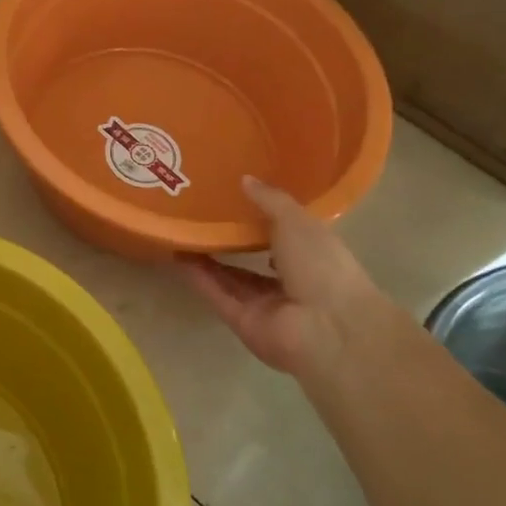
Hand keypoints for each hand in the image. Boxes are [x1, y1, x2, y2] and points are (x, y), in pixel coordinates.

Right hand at [181, 176, 379, 381]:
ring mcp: (265, 304)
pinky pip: (217, 295)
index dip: (260, 218)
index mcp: (311, 254)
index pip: (283, 235)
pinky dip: (199, 278)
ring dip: (207, 259)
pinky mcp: (242, 321)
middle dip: (229, 240)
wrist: (327, 327)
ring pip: (230, 278)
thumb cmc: (321, 265)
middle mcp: (289, 280)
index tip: (234, 197)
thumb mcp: (297, 221)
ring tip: (182, 233)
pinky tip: (178, 257)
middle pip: (252, 259)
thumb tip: (244, 178)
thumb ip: (270, 200)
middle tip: (198, 215)